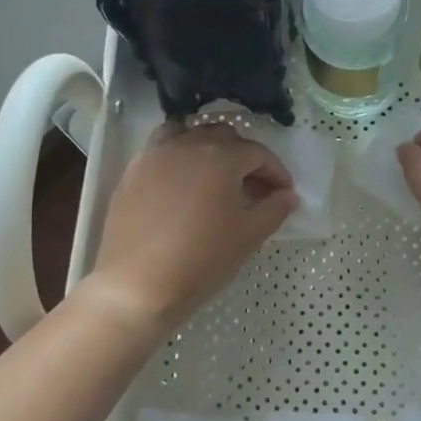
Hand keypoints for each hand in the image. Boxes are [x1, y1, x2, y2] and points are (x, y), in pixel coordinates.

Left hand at [83, 122, 294, 333]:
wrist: (138, 285)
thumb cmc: (202, 259)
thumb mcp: (249, 236)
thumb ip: (274, 209)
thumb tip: (288, 195)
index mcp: (220, 156)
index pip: (257, 153)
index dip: (276, 172)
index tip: (284, 193)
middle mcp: (186, 145)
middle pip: (223, 136)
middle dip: (244, 157)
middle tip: (253, 187)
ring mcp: (154, 156)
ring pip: (188, 135)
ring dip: (208, 149)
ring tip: (215, 177)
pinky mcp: (131, 173)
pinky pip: (160, 151)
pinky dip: (178, 158)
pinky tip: (182, 185)